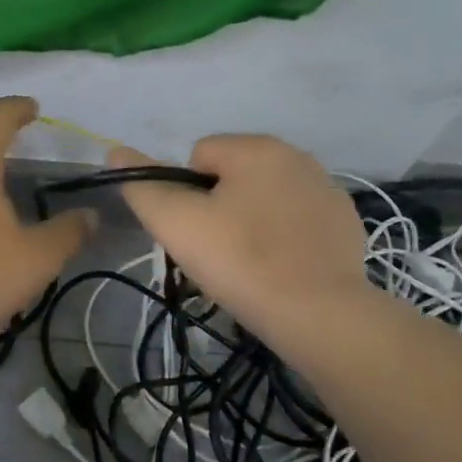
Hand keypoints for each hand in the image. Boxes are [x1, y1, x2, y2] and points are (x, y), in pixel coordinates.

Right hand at [108, 135, 371, 350]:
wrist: (317, 314)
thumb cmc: (240, 261)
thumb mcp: (176, 224)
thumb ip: (142, 185)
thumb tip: (115, 152)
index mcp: (257, 148)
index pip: (198, 155)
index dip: (185, 194)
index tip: (194, 231)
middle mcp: (297, 156)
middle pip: (233, 174)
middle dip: (219, 205)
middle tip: (216, 251)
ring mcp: (327, 190)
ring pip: (266, 197)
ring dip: (251, 219)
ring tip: (248, 264)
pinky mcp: (345, 223)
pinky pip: (296, 220)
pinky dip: (284, 237)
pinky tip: (281, 269)